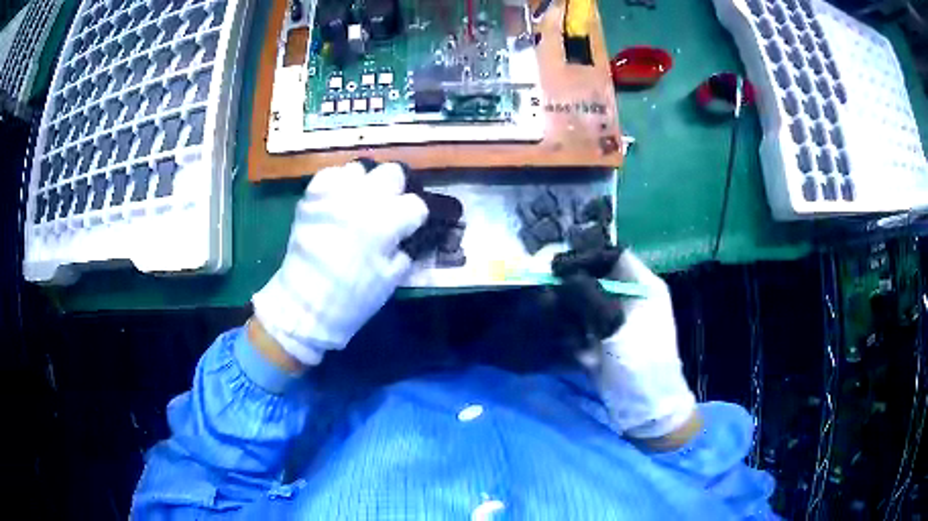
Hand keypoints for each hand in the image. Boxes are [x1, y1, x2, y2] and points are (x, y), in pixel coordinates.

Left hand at [252, 162, 428, 366]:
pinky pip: (330, 174)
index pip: (416, 204)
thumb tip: (410, 234)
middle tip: (389, 207)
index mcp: (386, 223)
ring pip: (360, 167)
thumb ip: (407, 250)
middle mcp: (362, 200)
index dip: (416, 217)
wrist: (304, 304)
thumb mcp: (392, 279)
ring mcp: (334, 194)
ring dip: (365, 183)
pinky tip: (338, 200)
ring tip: (361, 201)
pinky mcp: (311, 196)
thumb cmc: (353, 298)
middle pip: (392, 172)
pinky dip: (337, 184)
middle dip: (395, 188)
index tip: (411, 227)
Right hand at [554, 250, 698, 446]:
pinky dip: (573, 330)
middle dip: (573, 284)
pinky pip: (584, 325)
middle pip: (598, 277)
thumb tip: (562, 276)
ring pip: (587, 302)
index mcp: (644, 287)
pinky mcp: (606, 341)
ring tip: (553, 316)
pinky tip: (569, 343)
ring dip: (570, 309)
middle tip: (548, 289)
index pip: (615, 256)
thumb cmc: (640, 361)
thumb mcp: (616, 325)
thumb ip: (589, 296)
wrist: (646, 407)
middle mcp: (631, 298)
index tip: (559, 266)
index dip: (587, 257)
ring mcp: (618, 321)